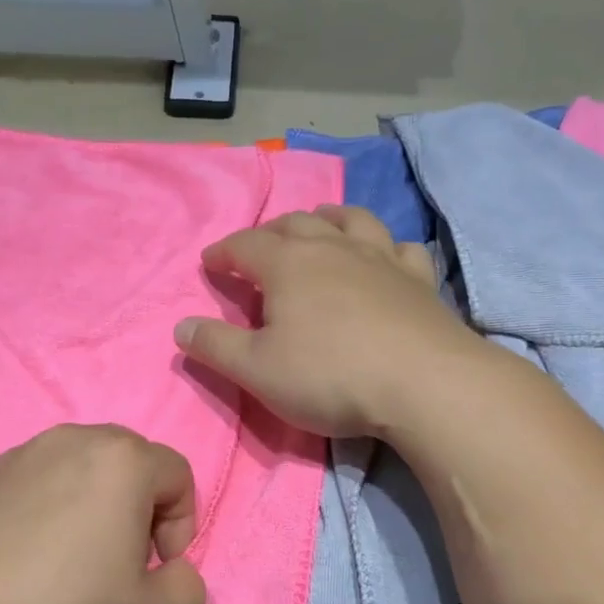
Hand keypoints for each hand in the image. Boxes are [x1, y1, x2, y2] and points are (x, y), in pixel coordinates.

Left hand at [0, 424, 205, 603]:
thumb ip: (189, 588)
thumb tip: (175, 570)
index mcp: (123, 459)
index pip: (179, 477)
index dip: (181, 527)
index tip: (154, 571)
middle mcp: (76, 438)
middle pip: (134, 464)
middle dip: (142, 509)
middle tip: (120, 563)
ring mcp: (25, 451)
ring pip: (87, 468)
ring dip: (98, 505)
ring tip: (74, 559)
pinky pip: (43, 478)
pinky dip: (54, 505)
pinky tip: (30, 555)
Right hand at [173, 205, 484, 436]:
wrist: (423, 383)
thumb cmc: (329, 376)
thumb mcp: (257, 370)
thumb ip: (215, 346)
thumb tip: (180, 327)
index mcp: (288, 265)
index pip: (245, 246)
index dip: (223, 253)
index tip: (210, 263)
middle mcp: (333, 248)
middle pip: (294, 224)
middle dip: (270, 233)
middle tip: (258, 248)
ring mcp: (381, 258)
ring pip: (350, 221)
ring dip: (327, 220)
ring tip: (318, 227)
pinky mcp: (419, 279)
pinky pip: (401, 247)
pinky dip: (386, 246)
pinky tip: (386, 256)